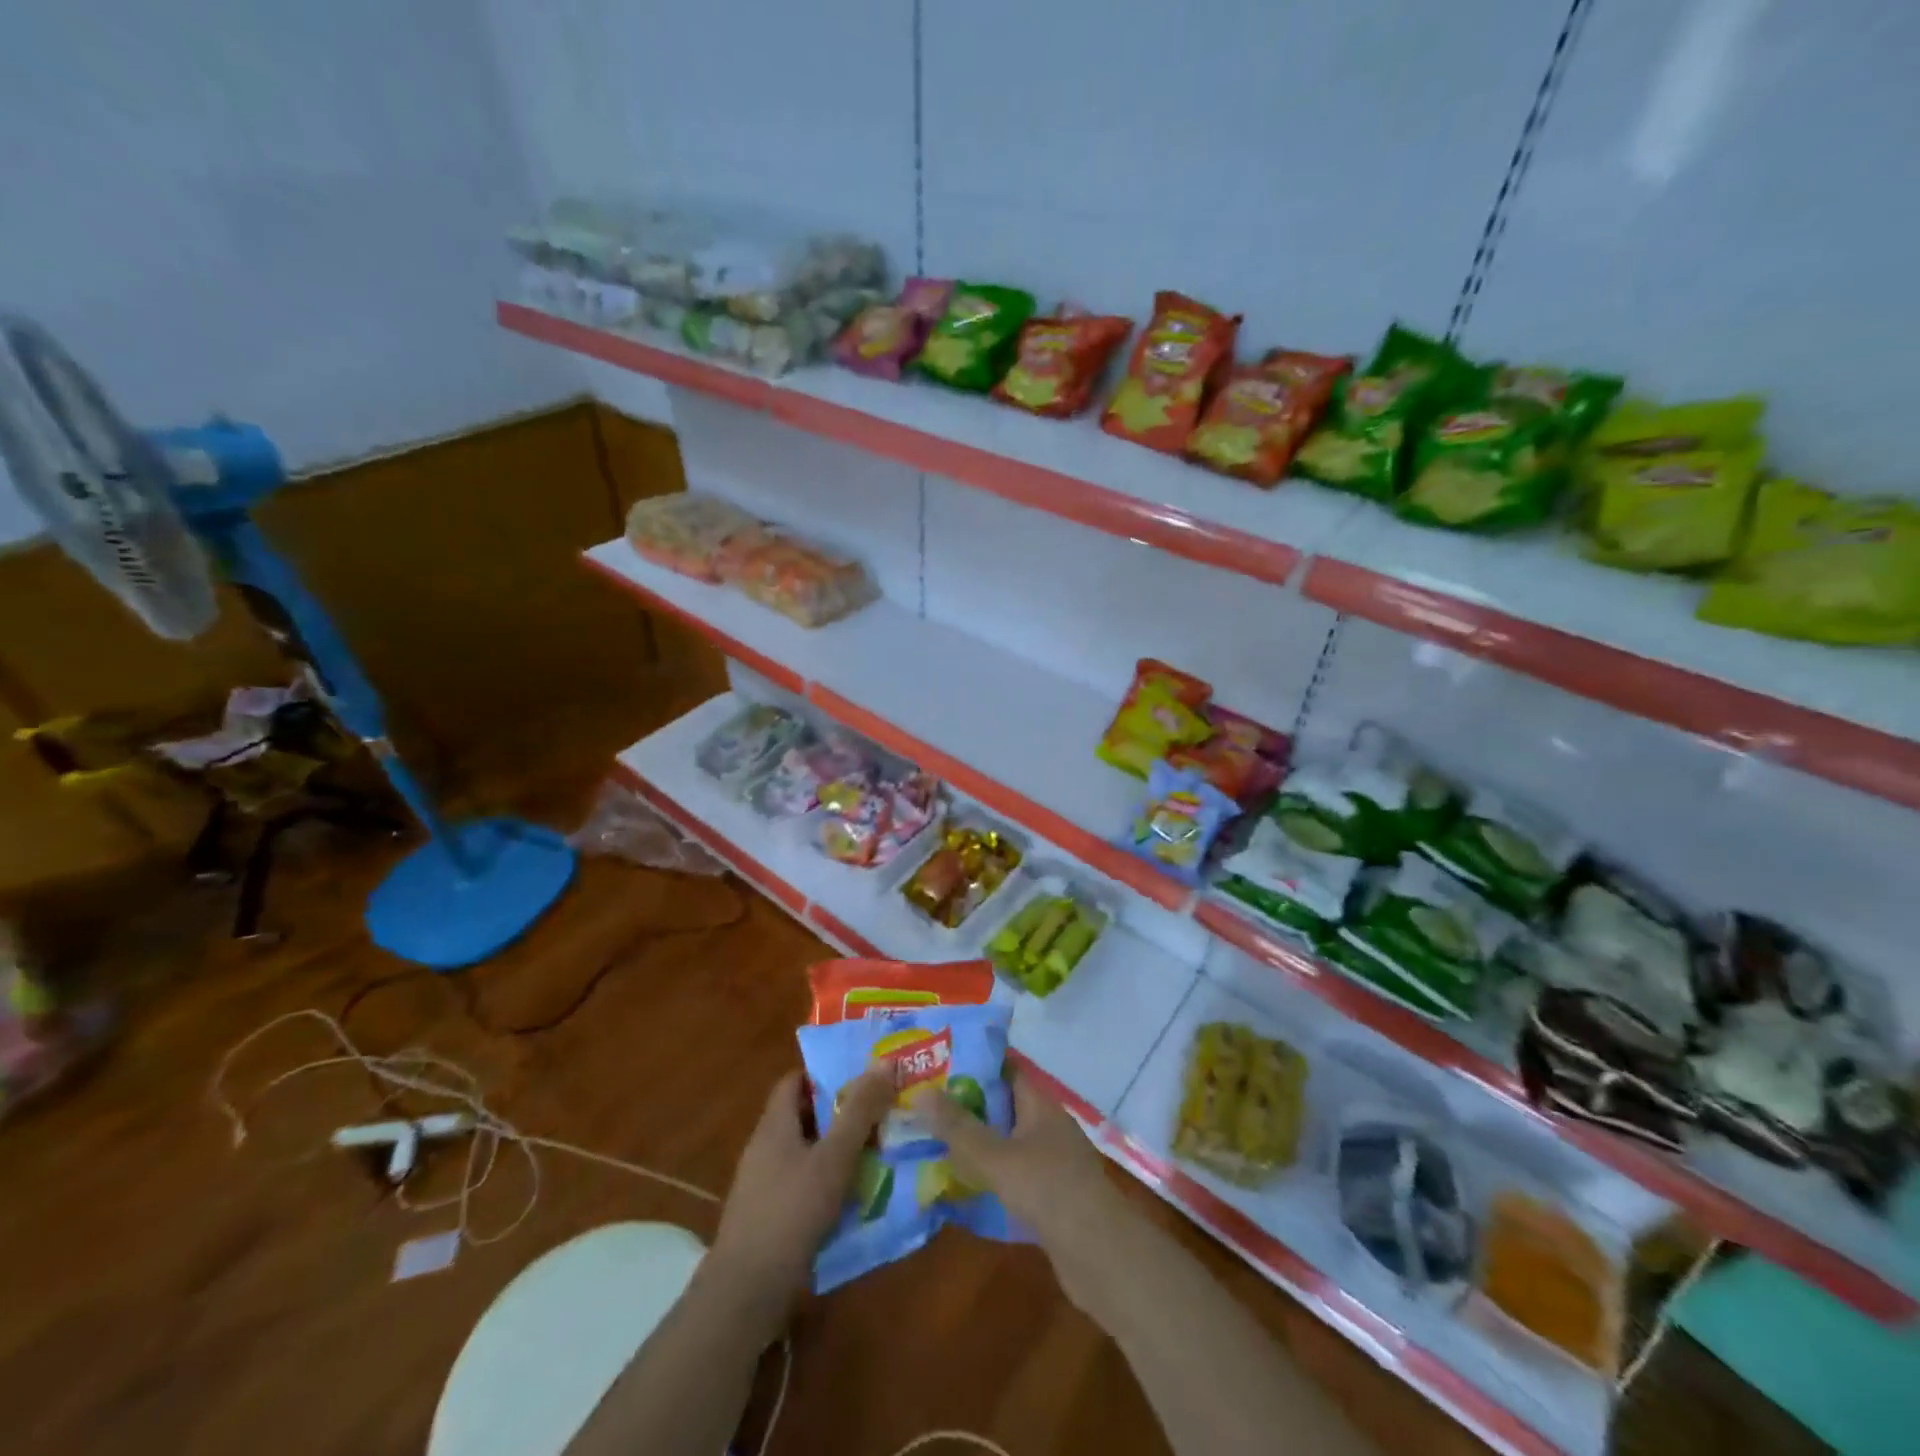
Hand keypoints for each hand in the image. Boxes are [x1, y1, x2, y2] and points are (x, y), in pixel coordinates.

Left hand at [708, 1066, 893, 1314]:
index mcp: (774, 1125)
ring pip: (806, 1153)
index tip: (862, 1076)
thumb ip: (859, 1112)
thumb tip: (883, 1062)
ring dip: (837, 1150)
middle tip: (880, 1112)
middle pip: (804, 1116)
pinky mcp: (769, 1217)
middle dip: (841, 1113)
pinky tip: (854, 1196)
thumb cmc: (791, 1213)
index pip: (796, 1080)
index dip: (826, 1073)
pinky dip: (828, 1182)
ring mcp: (764, 1185)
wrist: (746, 1293)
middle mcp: (765, 1148)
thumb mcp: (833, 1158)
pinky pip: (803, 1184)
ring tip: (878, 1151)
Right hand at [926, 1066, 1140, 1316]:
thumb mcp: (996, 1157)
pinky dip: (991, 1176)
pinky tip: (963, 1188)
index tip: (938, 1068)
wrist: (1100, 1255)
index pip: (1005, 1070)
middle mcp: (1048, 1125)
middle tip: (925, 1109)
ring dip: (977, 1145)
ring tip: (934, 1146)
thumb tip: (922, 1094)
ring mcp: (1053, 1161)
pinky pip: (1014, 1174)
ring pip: (1007, 1142)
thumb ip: (959, 1128)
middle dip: (967, 1108)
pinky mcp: (1052, 1195)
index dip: (973, 1065)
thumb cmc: (1048, 1190)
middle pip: (1003, 1106)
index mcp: (1040, 1104)